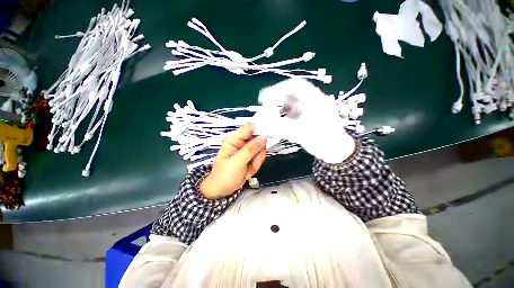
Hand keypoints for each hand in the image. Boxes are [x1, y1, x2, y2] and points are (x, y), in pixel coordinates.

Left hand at [200, 124, 266, 199]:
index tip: (267, 138)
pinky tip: (248, 171)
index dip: (259, 130)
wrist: (221, 191)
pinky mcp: (250, 158)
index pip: (249, 128)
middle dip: (258, 151)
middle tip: (254, 160)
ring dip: (257, 160)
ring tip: (249, 168)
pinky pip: (259, 157)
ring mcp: (246, 151)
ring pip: (260, 149)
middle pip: (257, 139)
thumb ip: (251, 149)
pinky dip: (256, 165)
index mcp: (234, 140)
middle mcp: (241, 143)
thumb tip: (264, 136)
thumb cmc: (224, 175)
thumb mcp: (238, 162)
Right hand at [258, 78, 355, 162]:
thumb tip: (261, 123)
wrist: (335, 151)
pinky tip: (279, 121)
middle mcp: (312, 100)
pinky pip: (292, 111)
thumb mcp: (300, 133)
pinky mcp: (307, 116)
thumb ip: (279, 127)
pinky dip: (283, 115)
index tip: (265, 98)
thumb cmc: (322, 140)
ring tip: (270, 114)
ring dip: (279, 107)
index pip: (295, 85)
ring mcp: (309, 108)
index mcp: (315, 99)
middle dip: (276, 98)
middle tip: (265, 106)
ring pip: (290, 102)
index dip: (277, 89)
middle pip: (291, 93)